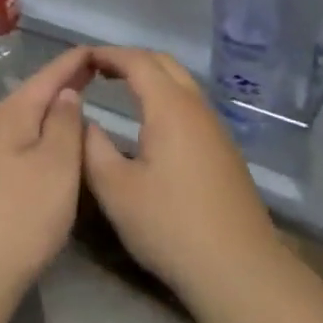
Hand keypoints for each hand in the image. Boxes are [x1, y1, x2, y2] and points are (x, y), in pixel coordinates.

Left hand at [0, 46, 93, 303]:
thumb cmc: (20, 216)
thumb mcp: (57, 165)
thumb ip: (65, 122)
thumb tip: (66, 93)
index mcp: (10, 112)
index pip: (49, 74)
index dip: (75, 61)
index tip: (100, 50)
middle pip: (34, 95)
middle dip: (64, 85)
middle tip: (97, 76)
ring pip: (25, 122)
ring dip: (51, 114)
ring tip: (80, 109)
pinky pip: (17, 145)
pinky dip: (40, 139)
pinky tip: (52, 151)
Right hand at [81, 47, 283, 307]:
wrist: (238, 267)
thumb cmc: (171, 225)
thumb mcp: (116, 190)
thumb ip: (93, 149)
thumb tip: (84, 121)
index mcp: (170, 106)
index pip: (137, 61)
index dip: (109, 54)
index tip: (84, 57)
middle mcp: (196, 106)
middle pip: (164, 63)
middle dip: (131, 59)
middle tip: (100, 69)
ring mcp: (215, 127)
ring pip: (182, 83)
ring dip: (152, 77)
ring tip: (122, 89)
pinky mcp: (224, 149)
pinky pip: (191, 104)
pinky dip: (166, 96)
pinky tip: (153, 123)